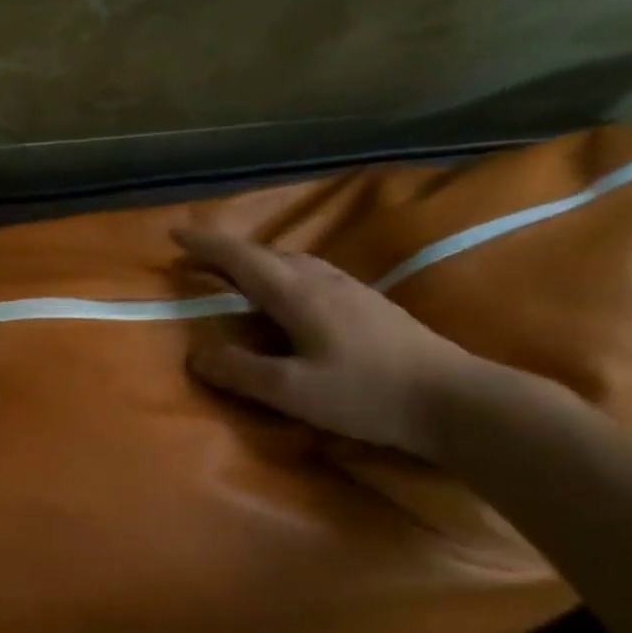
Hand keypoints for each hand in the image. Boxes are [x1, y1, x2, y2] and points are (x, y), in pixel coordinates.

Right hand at [174, 228, 529, 459]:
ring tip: (238, 275)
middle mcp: (323, 282)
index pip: (243, 259)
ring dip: (259, 262)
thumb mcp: (292, 391)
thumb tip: (197, 356)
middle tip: (200, 260)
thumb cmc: (367, 394)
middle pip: (269, 254)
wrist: (455, 400)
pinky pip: (313, 275)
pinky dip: (285, 275)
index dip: (207, 245)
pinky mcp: (369, 305)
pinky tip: (290, 295)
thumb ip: (241, 371)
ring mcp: (352, 290)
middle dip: (229, 252)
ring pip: (294, 262)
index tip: (176, 233)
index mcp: (299, 295)